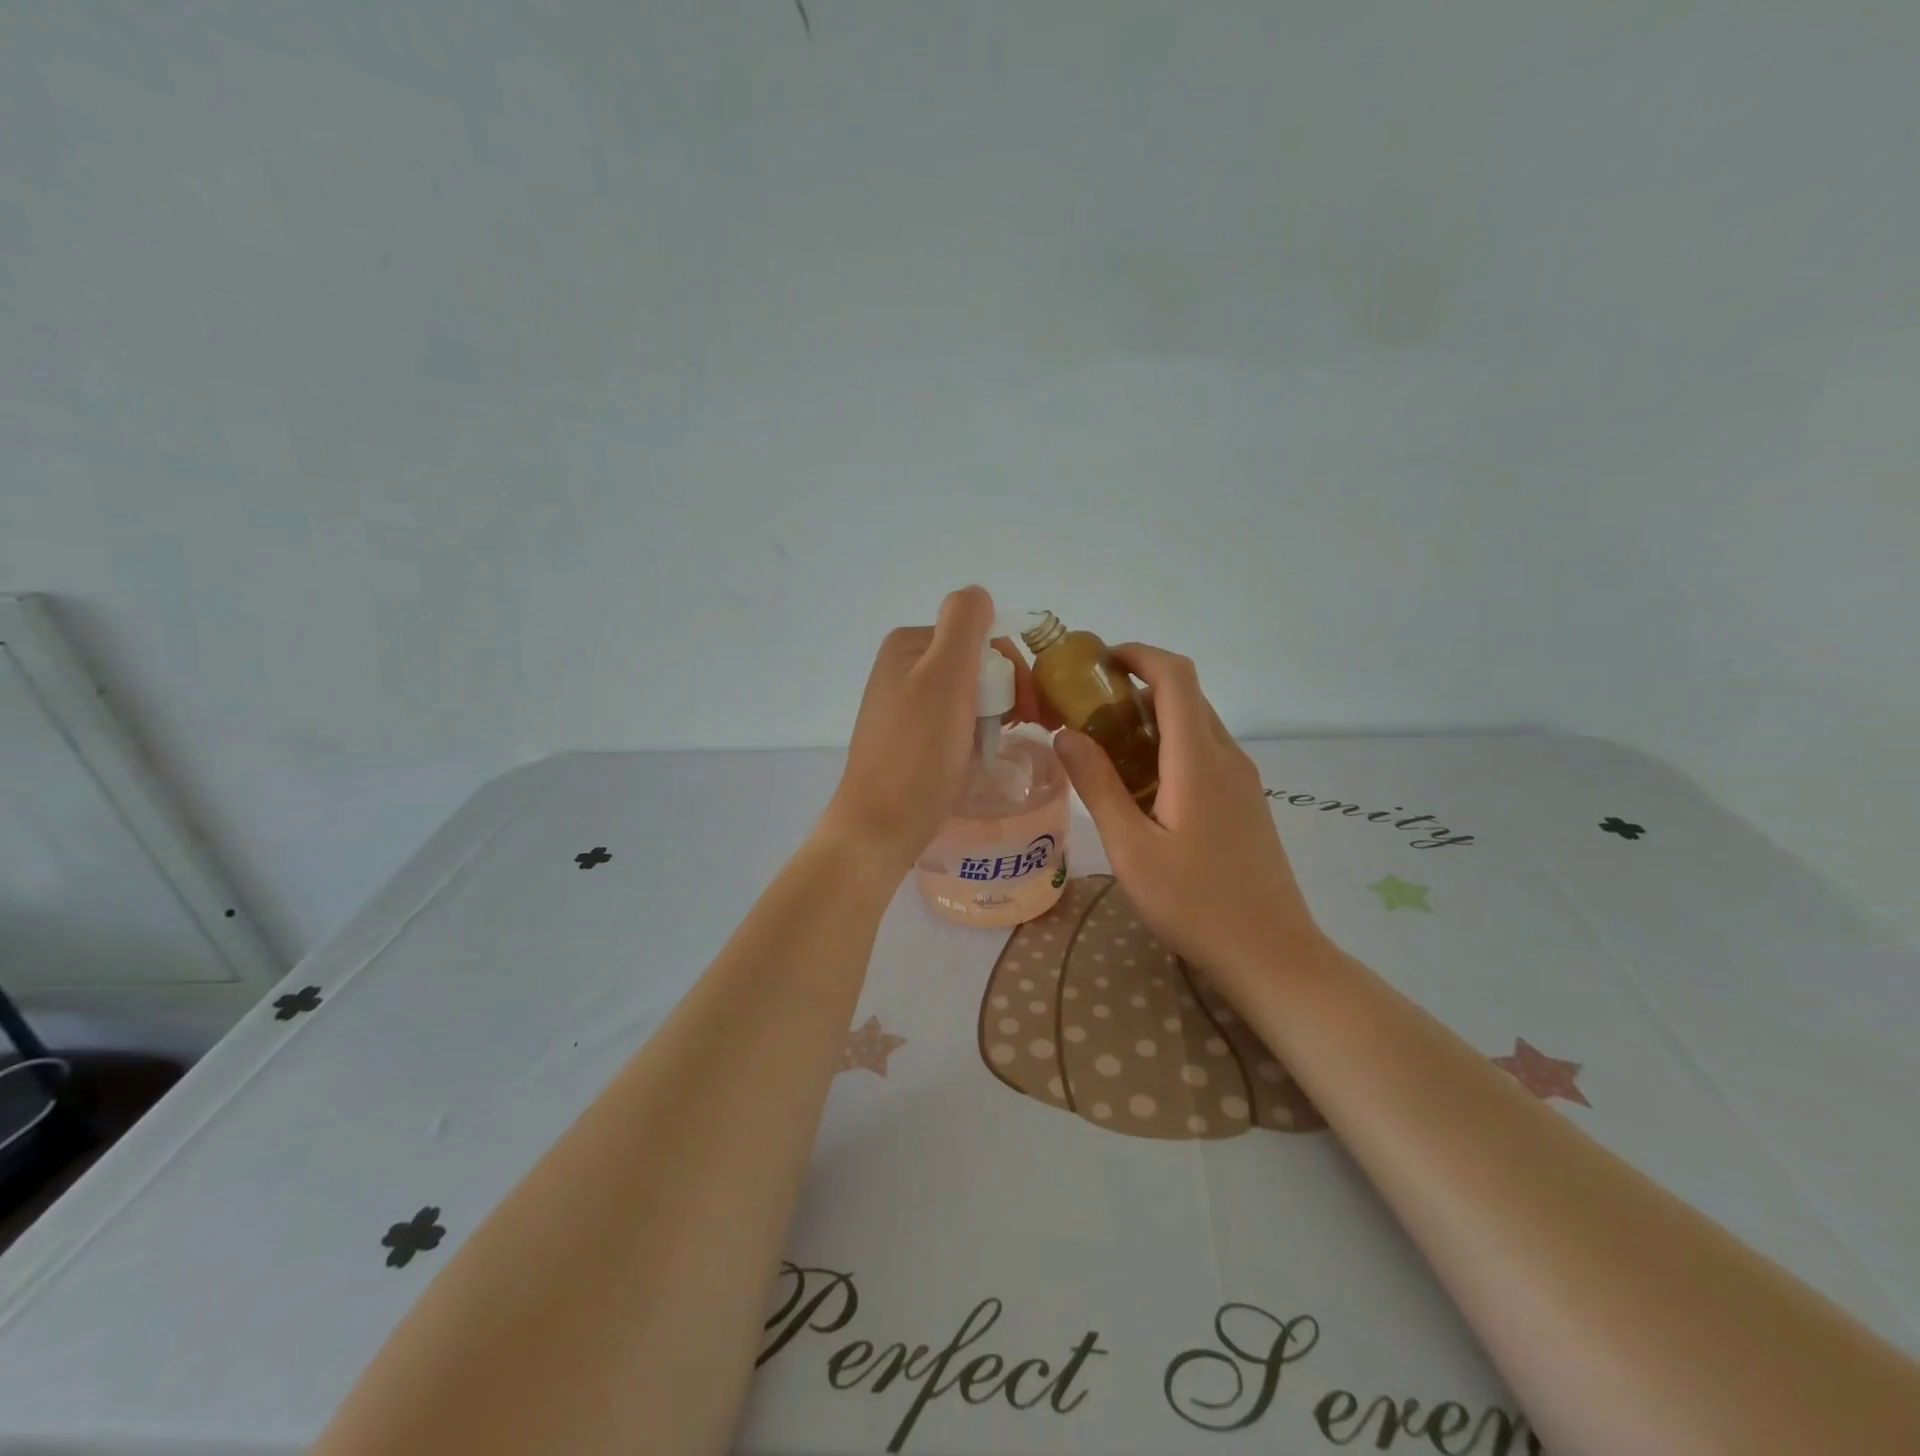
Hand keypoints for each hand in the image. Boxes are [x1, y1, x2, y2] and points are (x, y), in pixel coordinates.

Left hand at [818, 586, 999, 871]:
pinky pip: (953, 724)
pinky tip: (975, 758)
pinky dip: (972, 736)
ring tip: (995, 747)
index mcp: (909, 644)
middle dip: (1003, 693)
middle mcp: (902, 667)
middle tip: (1019, 728)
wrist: (881, 826)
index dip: (1011, 668)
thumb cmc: (918, 752)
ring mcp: (902, 704)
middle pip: (975, 665)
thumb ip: (965, 624)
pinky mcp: (907, 738)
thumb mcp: (945, 677)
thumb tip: (979, 594)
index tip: (1027, 708)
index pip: (981, 636)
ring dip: (991, 717)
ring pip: (968, 696)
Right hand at [1053, 644, 1326, 986]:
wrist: (1272, 955)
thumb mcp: (1131, 849)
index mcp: (1198, 760)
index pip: (1175, 676)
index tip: (1095, 663)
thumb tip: (1066, 734)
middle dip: (1134, 688)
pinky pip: (1204, 754)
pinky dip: (1169, 748)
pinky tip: (1142, 789)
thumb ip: (1097, 786)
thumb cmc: (1195, 903)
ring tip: (1106, 750)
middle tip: (1086, 711)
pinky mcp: (1246, 802)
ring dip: (1151, 721)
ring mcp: (1242, 780)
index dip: (1137, 655)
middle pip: (1184, 696)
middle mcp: (1226, 757)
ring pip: (1195, 725)